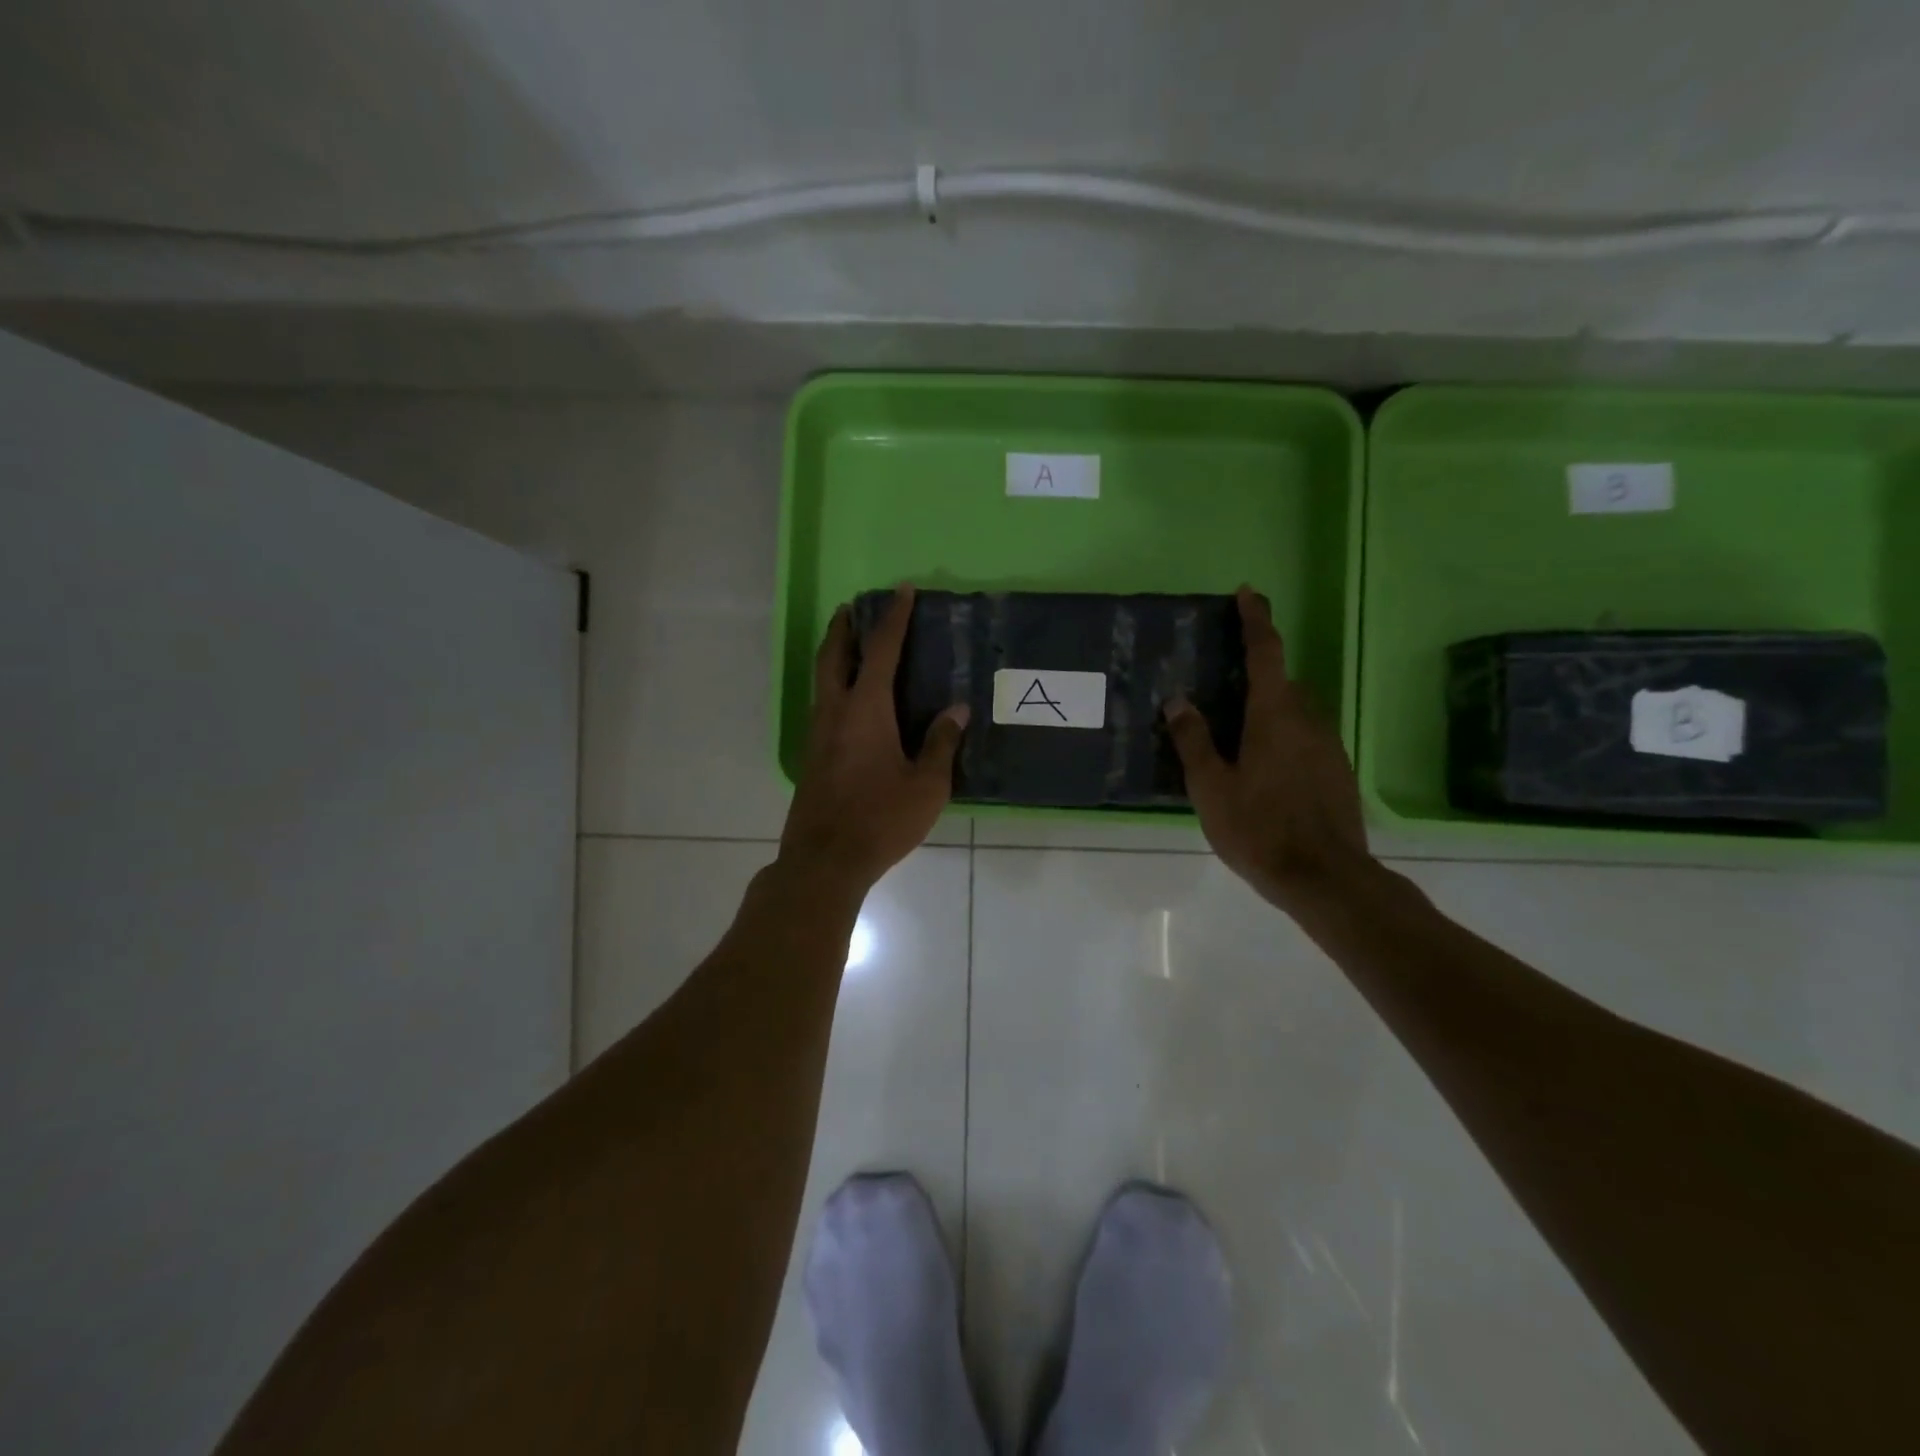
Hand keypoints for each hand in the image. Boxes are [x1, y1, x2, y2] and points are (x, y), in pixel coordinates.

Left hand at [778, 585, 967, 893]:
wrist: (825, 861)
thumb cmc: (880, 820)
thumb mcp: (926, 786)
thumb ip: (941, 743)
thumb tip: (956, 710)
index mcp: (866, 710)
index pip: (881, 650)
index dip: (894, 618)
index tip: (901, 590)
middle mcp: (835, 712)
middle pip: (833, 656)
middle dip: (844, 627)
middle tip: (854, 608)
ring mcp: (817, 735)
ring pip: (822, 680)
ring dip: (835, 654)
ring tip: (851, 645)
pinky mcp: (812, 757)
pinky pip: (823, 705)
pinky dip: (834, 686)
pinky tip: (850, 702)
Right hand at [1165, 587, 1373, 913]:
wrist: (1325, 877)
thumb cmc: (1259, 828)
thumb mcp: (1211, 787)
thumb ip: (1193, 740)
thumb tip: (1178, 701)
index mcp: (1275, 715)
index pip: (1266, 653)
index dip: (1256, 620)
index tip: (1248, 593)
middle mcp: (1308, 720)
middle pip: (1281, 682)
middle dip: (1256, 673)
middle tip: (1223, 685)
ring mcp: (1328, 745)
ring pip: (1295, 711)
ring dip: (1269, 708)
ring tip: (1238, 734)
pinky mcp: (1337, 770)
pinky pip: (1305, 736)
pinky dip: (1282, 735)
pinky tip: (1263, 768)